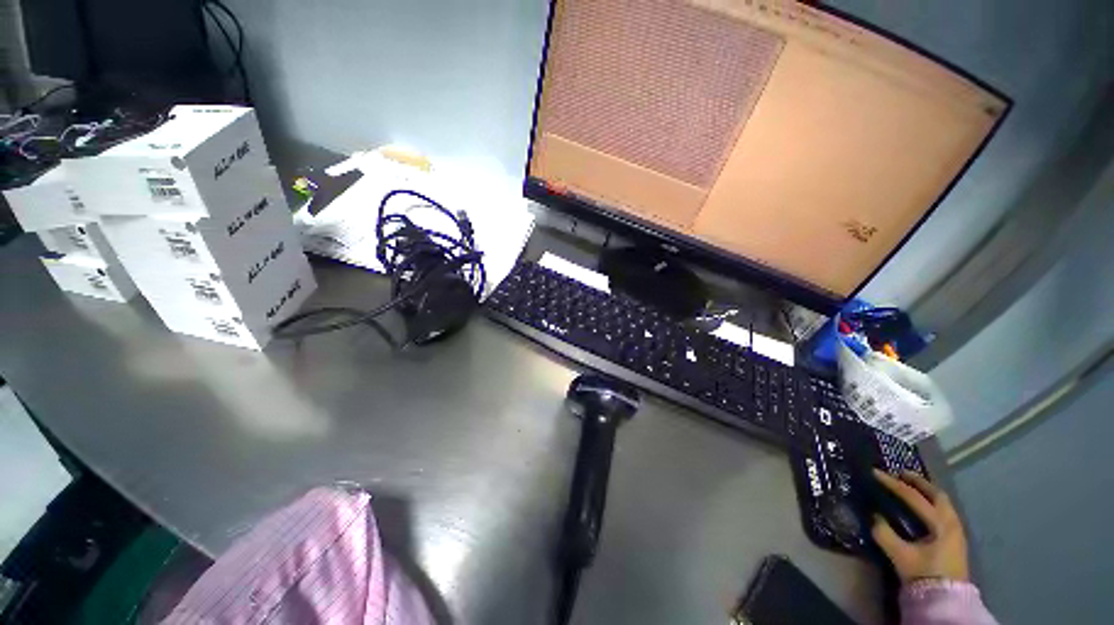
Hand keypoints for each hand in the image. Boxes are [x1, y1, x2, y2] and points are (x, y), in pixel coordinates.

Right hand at [871, 470, 969, 582]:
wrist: (946, 600)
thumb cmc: (924, 574)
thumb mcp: (900, 555)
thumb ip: (884, 533)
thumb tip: (874, 515)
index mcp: (939, 523)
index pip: (913, 496)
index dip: (893, 483)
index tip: (875, 472)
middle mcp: (951, 522)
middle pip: (936, 494)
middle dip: (917, 482)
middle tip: (899, 473)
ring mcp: (956, 531)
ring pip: (943, 503)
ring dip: (926, 492)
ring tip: (911, 487)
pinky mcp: (956, 540)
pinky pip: (944, 511)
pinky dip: (932, 503)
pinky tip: (923, 507)